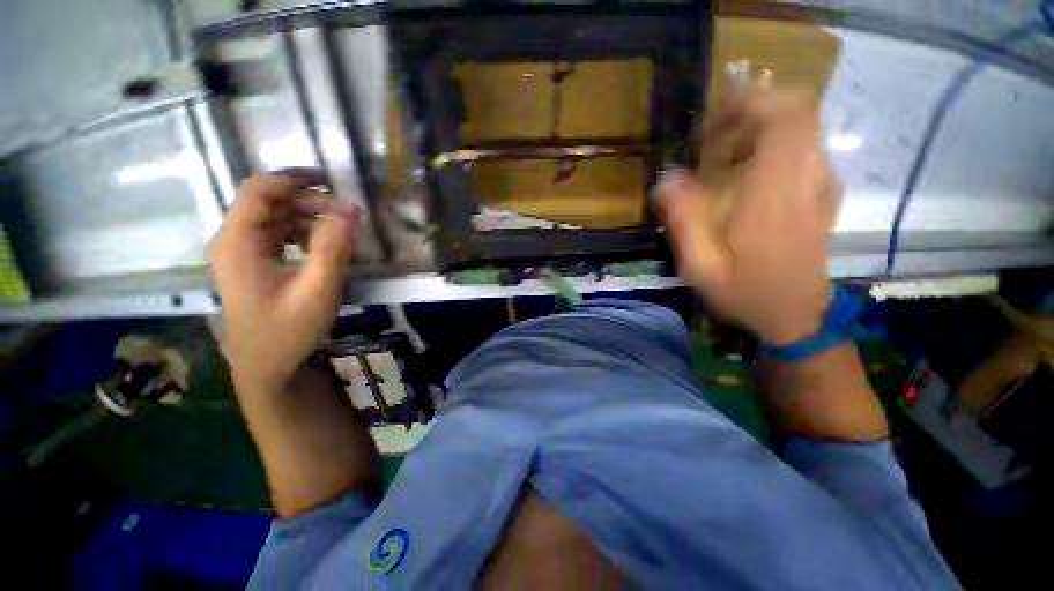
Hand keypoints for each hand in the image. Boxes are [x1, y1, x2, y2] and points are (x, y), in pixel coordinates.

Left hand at [209, 170, 358, 392]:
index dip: (292, 179)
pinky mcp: (252, 264)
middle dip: (308, 202)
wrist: (267, 367)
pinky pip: (277, 236)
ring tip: (341, 232)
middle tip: (347, 215)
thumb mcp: (317, 290)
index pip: (257, 191)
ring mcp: (241, 253)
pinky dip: (302, 234)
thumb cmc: (288, 331)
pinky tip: (323, 247)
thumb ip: (332, 248)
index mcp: (238, 243)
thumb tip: (350, 210)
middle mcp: (232, 242)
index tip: (329, 180)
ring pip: (274, 219)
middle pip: (268, 203)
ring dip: (308, 218)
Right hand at [656, 90, 837, 344]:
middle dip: (751, 112)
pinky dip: (771, 147)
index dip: (746, 104)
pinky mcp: (822, 191)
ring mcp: (821, 183)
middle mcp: (808, 177)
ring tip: (722, 161)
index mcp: (776, 193)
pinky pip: (802, 147)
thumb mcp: (701, 267)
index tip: (709, 130)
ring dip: (759, 130)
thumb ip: (684, 221)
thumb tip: (665, 179)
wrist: (797, 316)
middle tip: (713, 141)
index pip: (783, 115)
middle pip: (797, 110)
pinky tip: (744, 177)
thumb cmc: (746, 294)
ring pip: (801, 126)